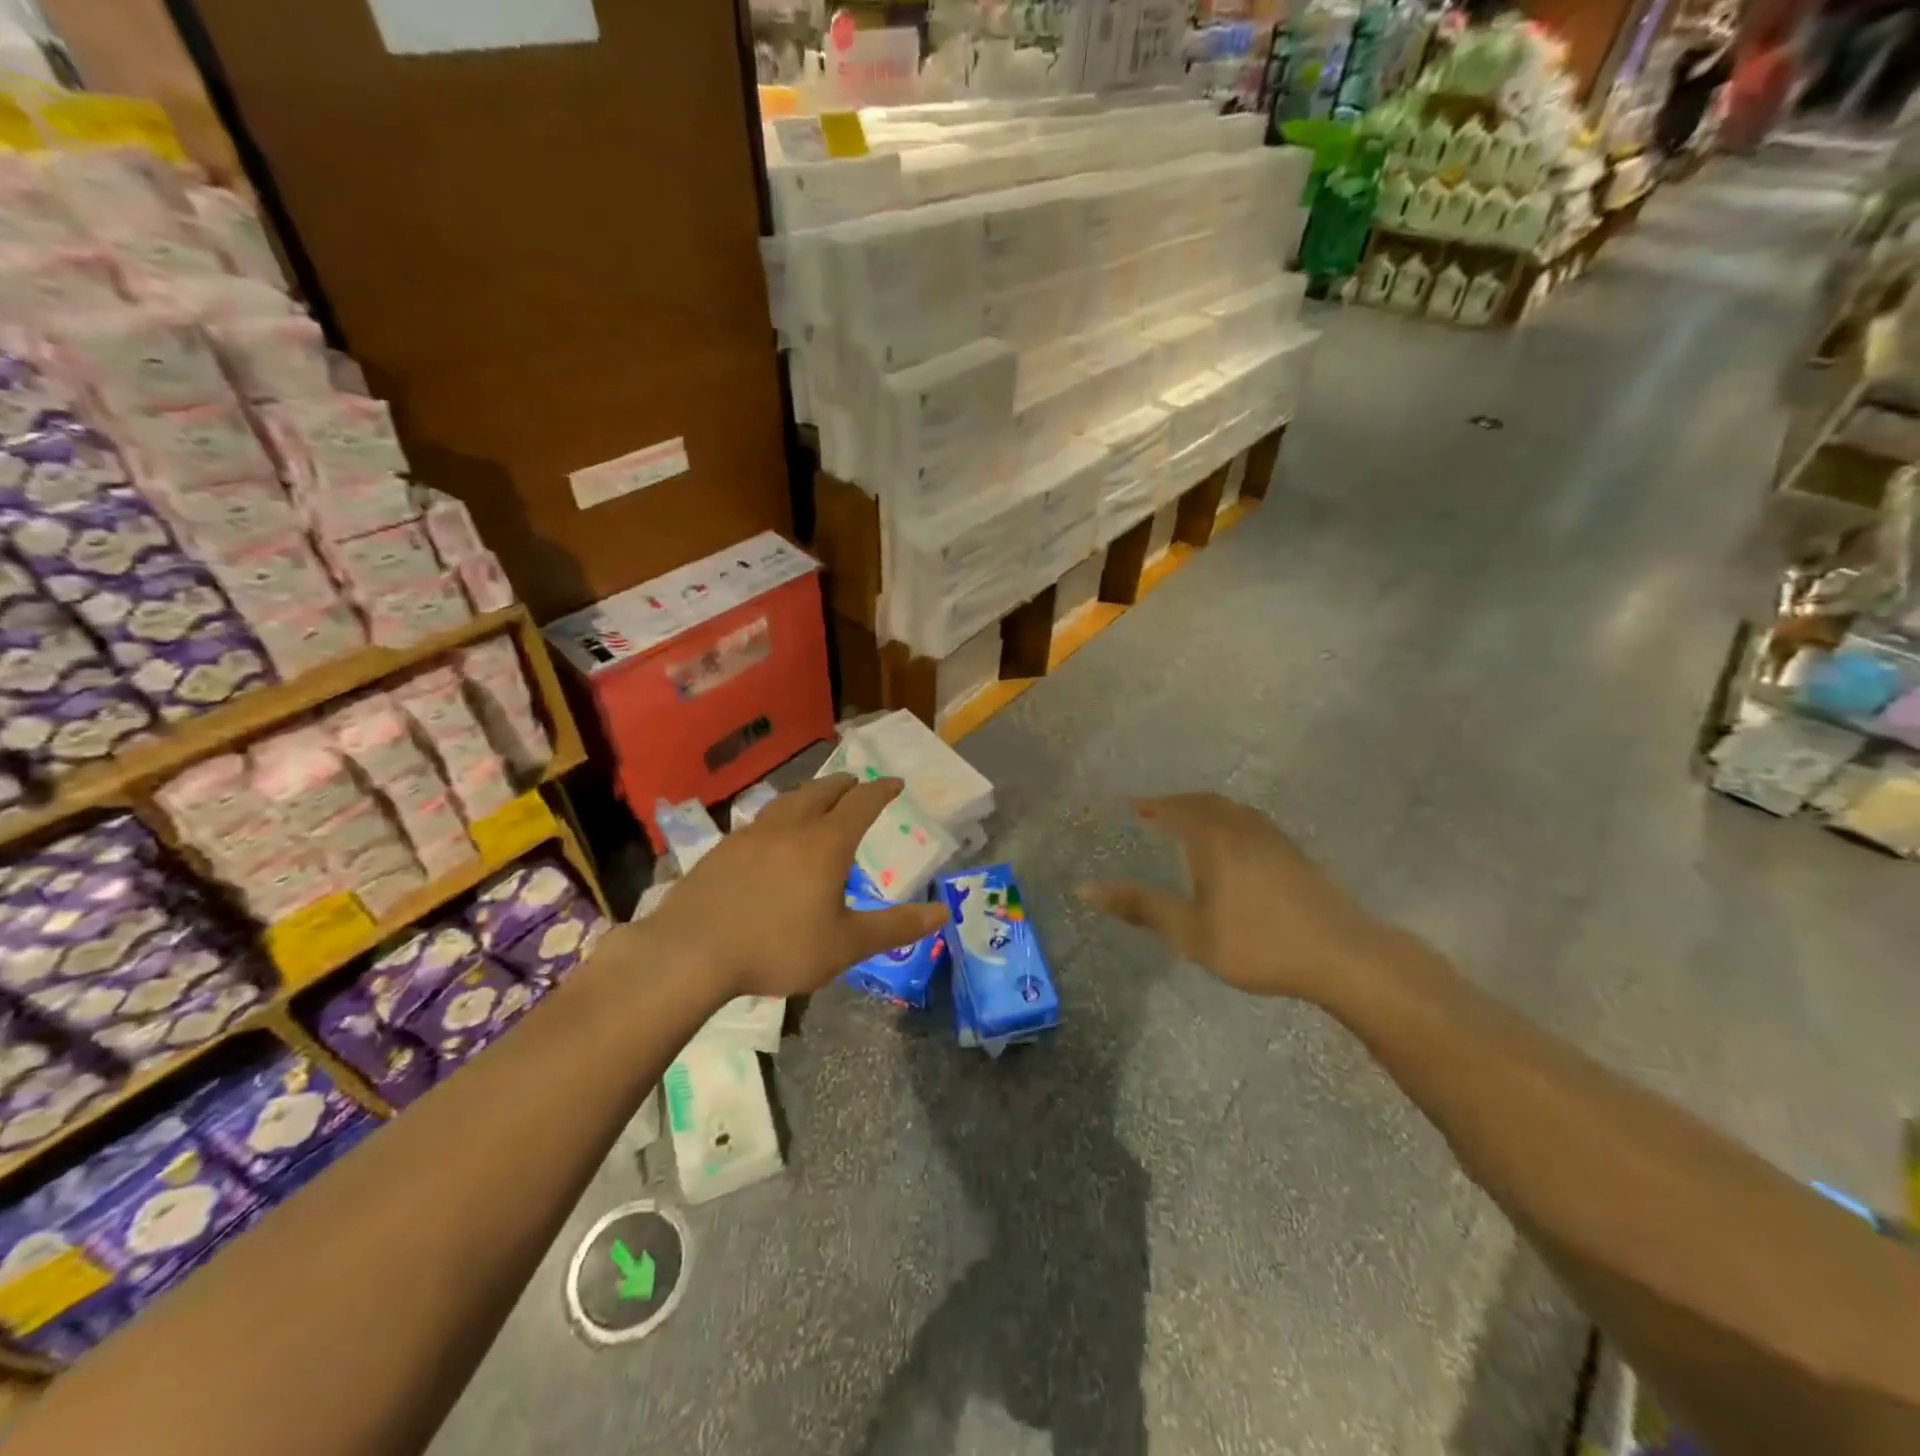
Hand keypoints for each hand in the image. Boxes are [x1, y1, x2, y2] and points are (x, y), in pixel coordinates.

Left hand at [645, 774, 946, 1000]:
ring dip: (810, 794)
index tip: (895, 783)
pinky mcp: (723, 849)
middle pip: (822, 792)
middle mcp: (791, 827)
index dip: (881, 790)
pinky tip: (772, 834)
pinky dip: (779, 815)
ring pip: (788, 801)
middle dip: (844, 785)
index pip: (861, 804)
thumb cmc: (778, 948)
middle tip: (857, 783)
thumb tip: (943, 913)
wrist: (692, 952)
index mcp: (826, 843)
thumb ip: (895, 927)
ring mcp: (752, 834)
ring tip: (817, 798)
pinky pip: (761, 820)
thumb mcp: (846, 945)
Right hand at [1081, 794, 1402, 1003]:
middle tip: (1152, 811)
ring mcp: (1272, 837)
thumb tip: (1085, 889)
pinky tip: (1228, 844)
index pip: (1174, 808)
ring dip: (1201, 809)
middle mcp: (1241, 827)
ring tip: (1184, 822)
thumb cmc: (1258, 943)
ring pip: (1229, 809)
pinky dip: (1224, 819)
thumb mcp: (1190, 932)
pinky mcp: (1292, 852)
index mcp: (1214, 839)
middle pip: (1203, 802)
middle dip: (1174, 802)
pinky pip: (1247, 820)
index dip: (1150, 804)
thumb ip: (1141, 907)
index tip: (1128, 804)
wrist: (1343, 955)